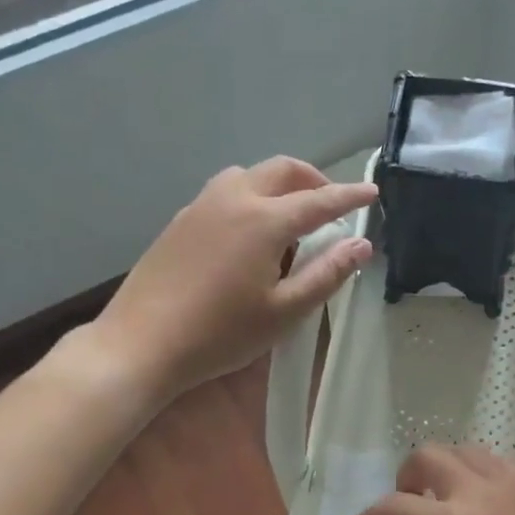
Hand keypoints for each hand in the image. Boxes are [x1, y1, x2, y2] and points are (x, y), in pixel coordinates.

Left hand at [92, 157, 375, 399]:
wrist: (141, 343)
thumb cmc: (220, 334)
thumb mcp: (284, 311)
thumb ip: (326, 274)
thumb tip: (361, 245)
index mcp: (264, 220)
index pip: (319, 200)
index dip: (350, 196)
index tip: (373, 193)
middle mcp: (234, 199)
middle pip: (282, 170)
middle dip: (314, 179)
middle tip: (333, 203)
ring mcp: (201, 206)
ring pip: (249, 175)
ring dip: (279, 184)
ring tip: (291, 217)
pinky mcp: (181, 221)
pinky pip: (225, 192)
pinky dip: (251, 197)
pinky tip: (249, 233)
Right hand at [351, 445, 514, 514]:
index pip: (396, 505)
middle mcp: (475, 493)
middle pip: (428, 456)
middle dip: (406, 475)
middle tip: (405, 503)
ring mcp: (507, 485)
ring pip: (462, 451)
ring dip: (441, 466)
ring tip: (439, 496)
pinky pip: (494, 461)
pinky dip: (474, 468)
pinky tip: (474, 495)